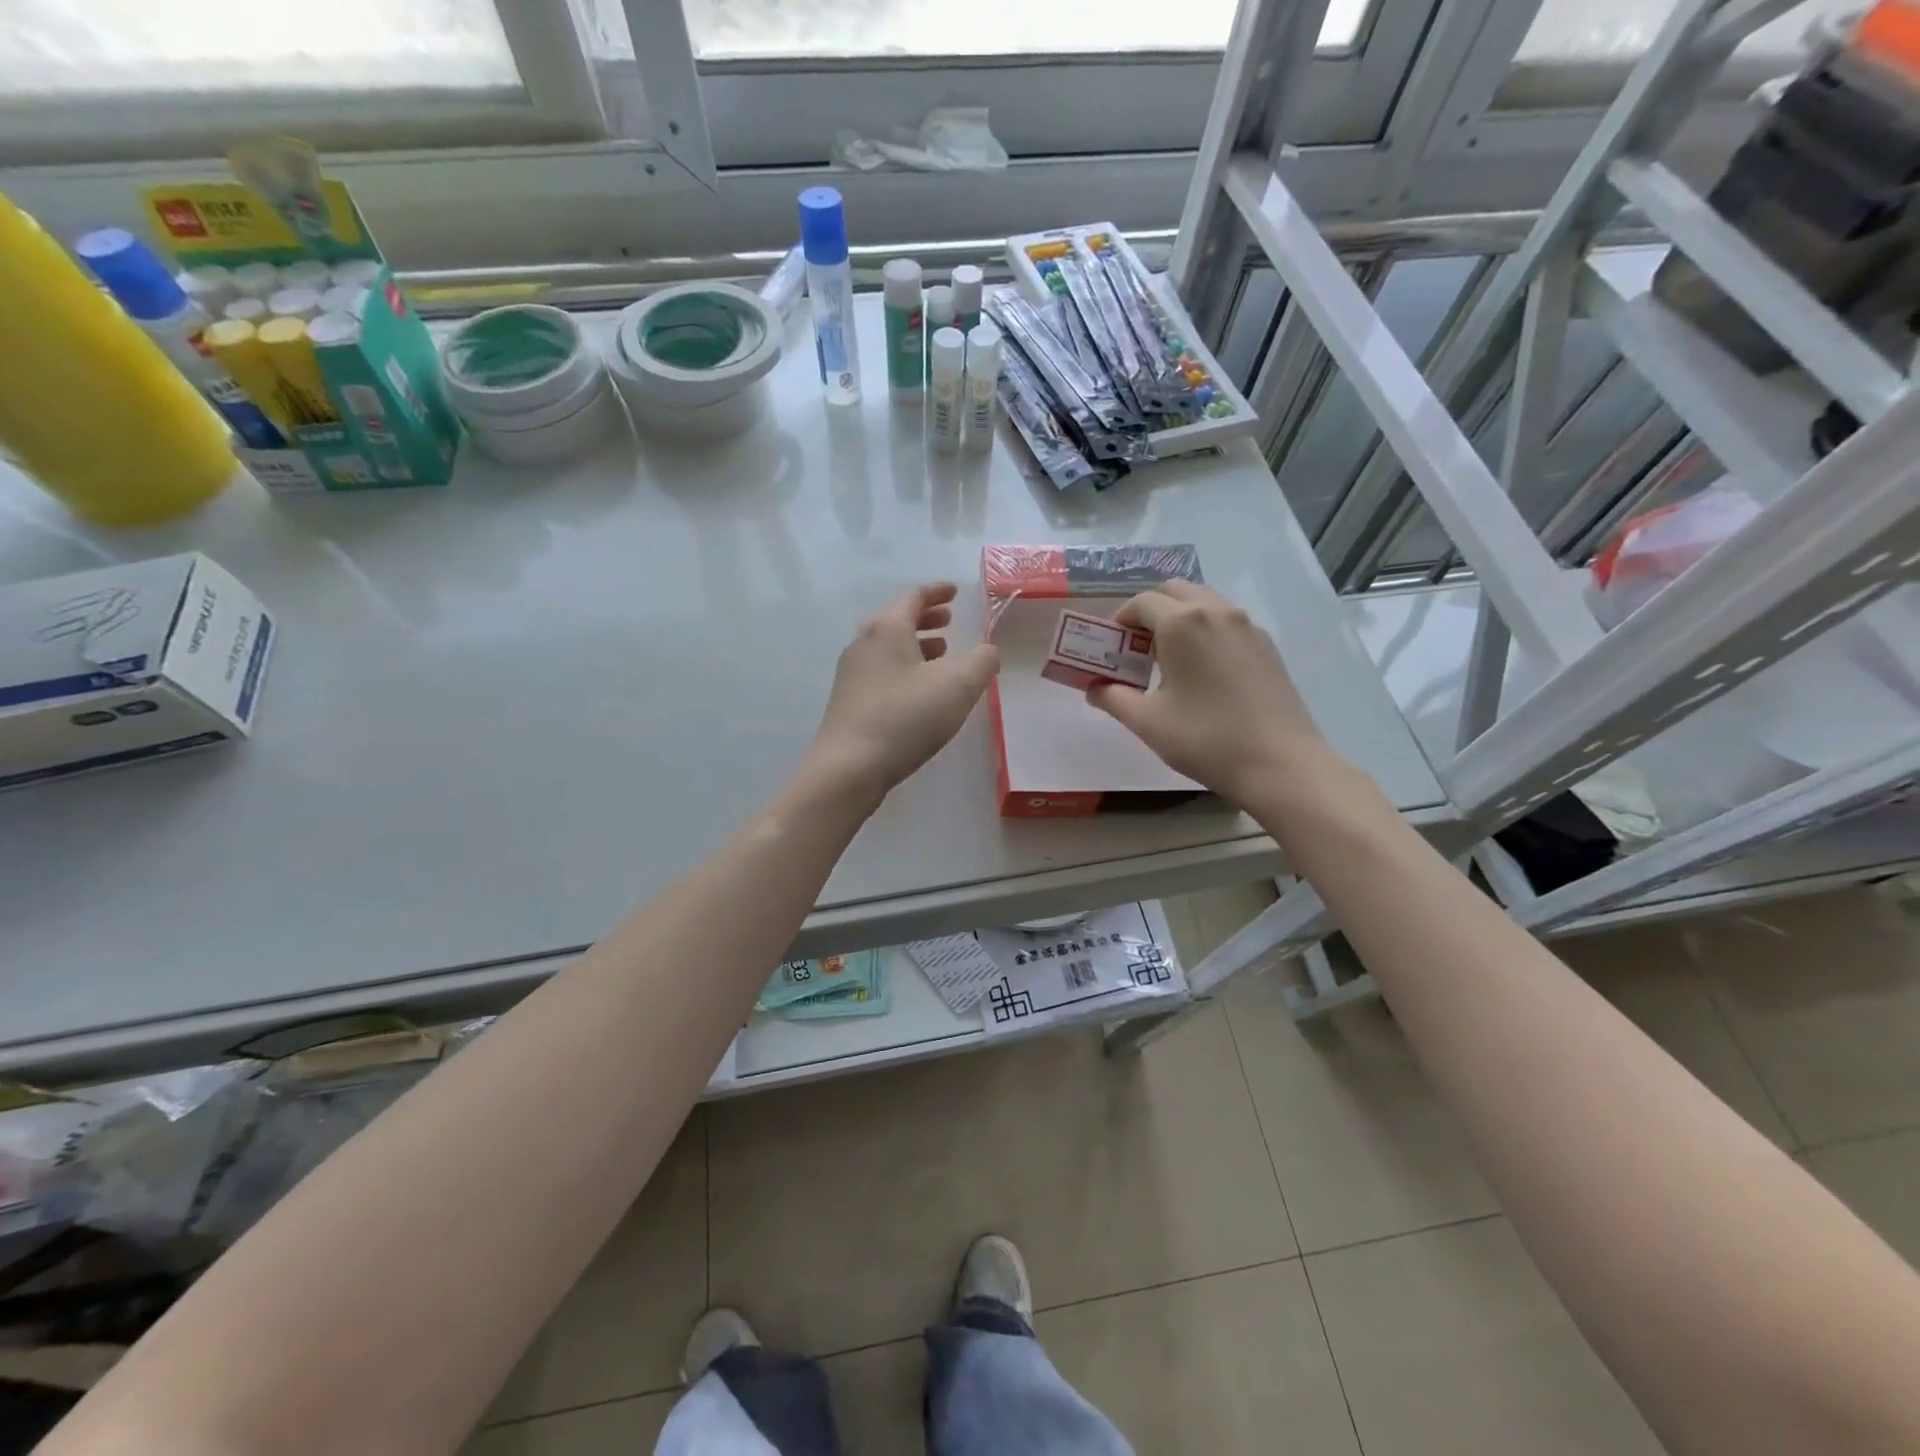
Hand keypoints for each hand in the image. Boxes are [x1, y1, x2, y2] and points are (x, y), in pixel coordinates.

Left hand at [806, 582, 999, 801]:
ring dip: (915, 645)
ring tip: (940, 655)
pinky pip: (881, 672)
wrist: (849, 768)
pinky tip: (919, 692)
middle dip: (926, 619)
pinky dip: (903, 668)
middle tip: (949, 620)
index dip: (937, 592)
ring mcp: (851, 674)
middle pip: (896, 620)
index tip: (955, 592)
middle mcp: (863, 644)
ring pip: (887, 648)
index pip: (913, 597)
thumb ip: (982, 661)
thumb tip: (989, 650)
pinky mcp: (849, 702)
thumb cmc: (905, 718)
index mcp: (887, 629)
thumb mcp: (958, 686)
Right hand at [1086, 580, 1334, 805]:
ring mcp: (1246, 626)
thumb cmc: (1206, 739)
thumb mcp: (1147, 722)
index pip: (1140, 602)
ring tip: (1166, 659)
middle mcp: (1216, 611)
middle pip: (1173, 591)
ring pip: (1203, 602)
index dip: (1119, 621)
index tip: (1109, 648)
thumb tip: (1094, 688)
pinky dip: (1204, 629)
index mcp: (1183, 623)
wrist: (1281, 764)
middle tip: (1135, 648)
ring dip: (1178, 617)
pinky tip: (1200, 670)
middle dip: (1148, 611)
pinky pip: (1225, 621)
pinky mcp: (1266, 645)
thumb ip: (1112, 698)